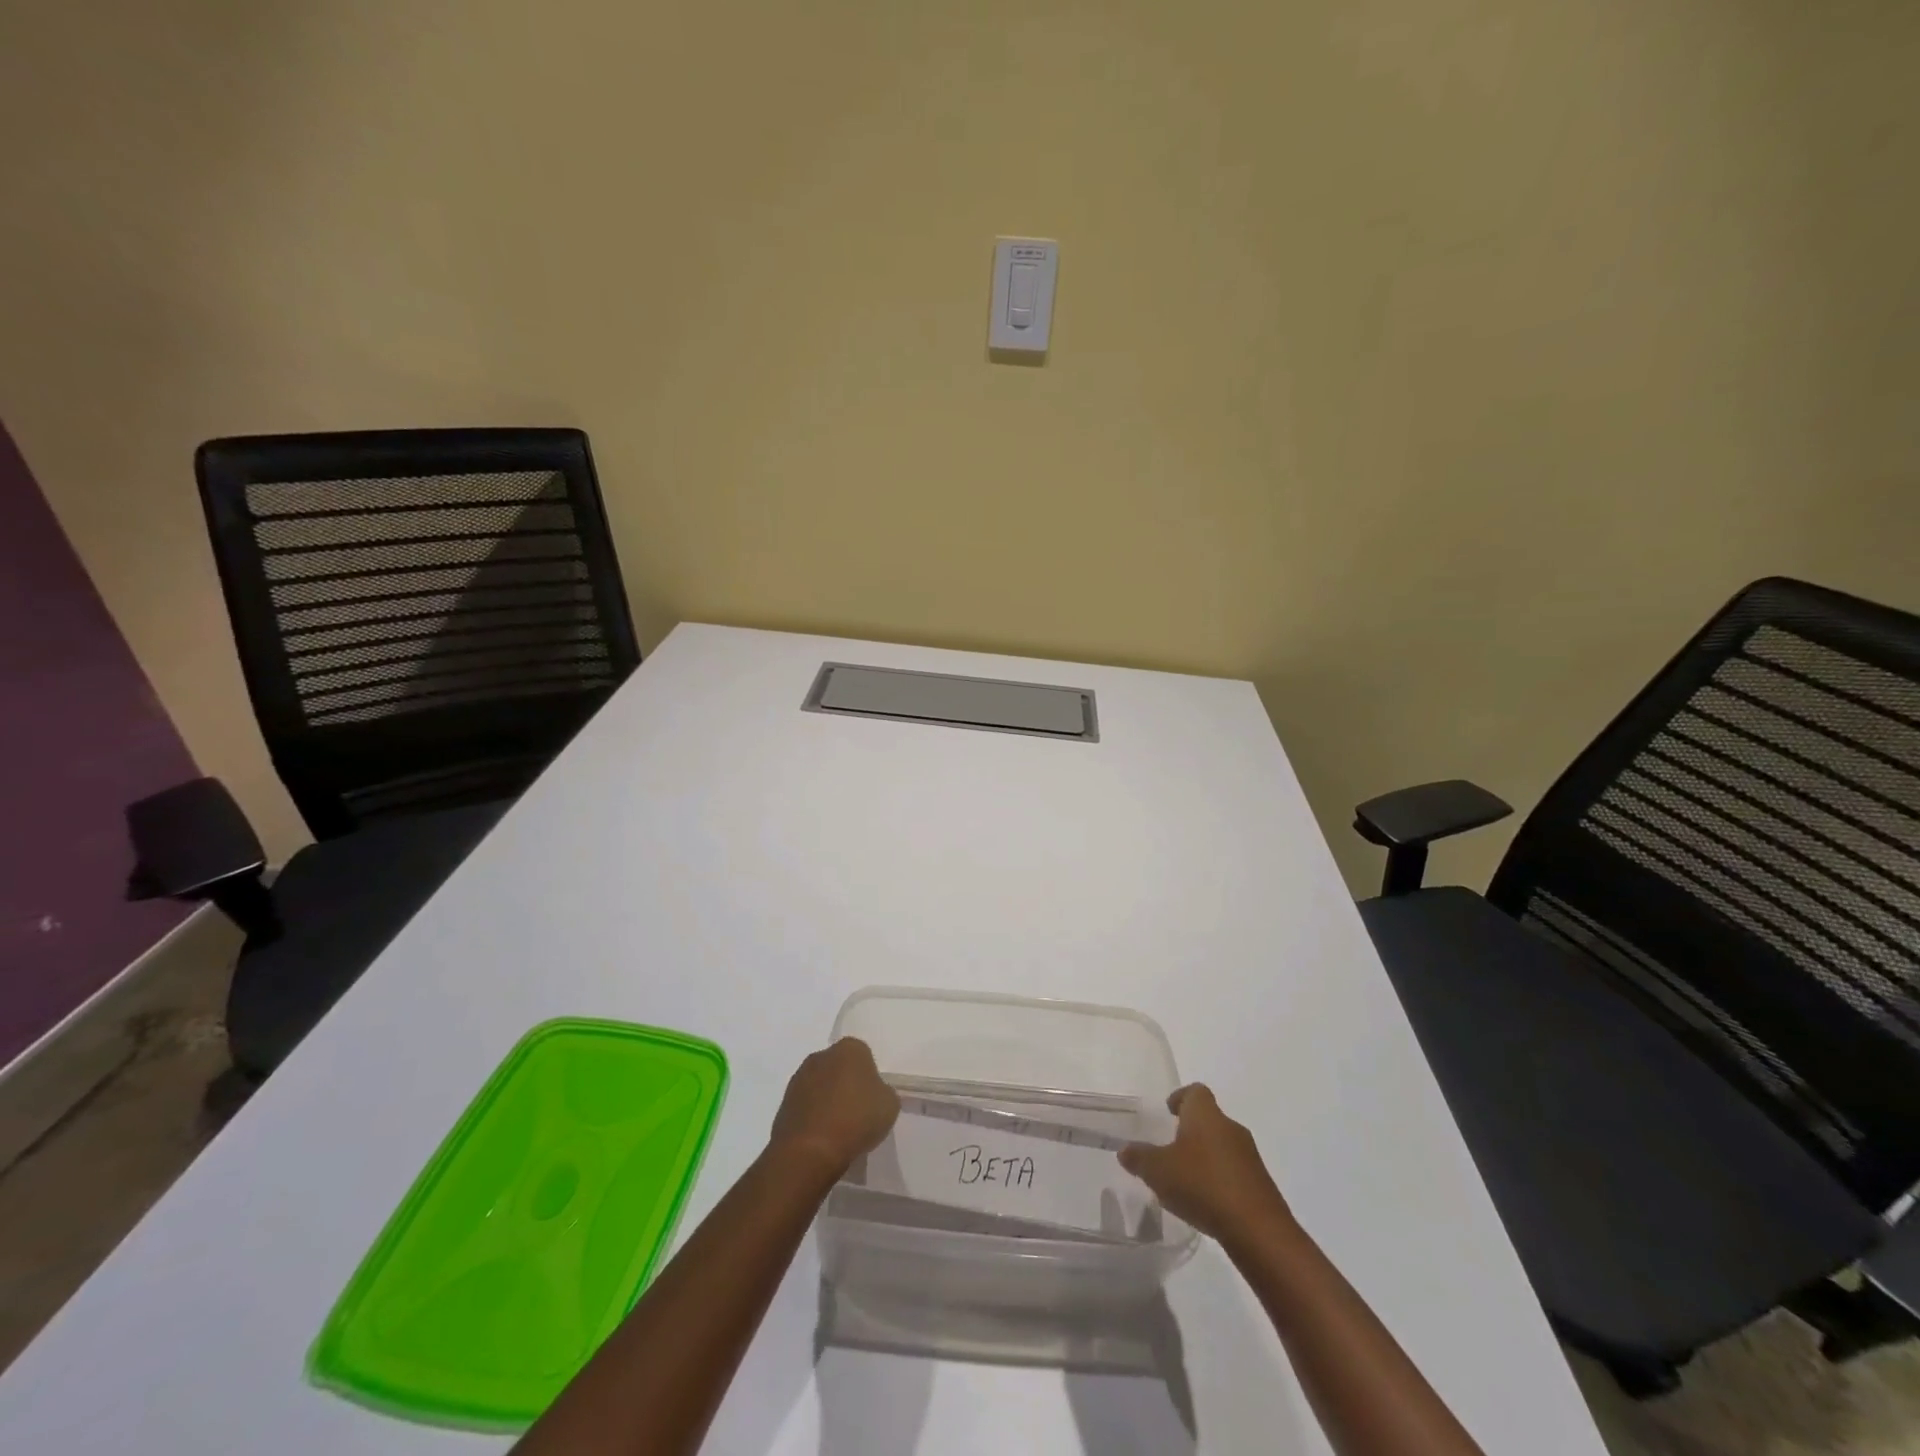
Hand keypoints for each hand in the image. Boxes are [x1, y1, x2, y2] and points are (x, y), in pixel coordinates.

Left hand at [768, 1037, 899, 1179]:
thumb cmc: (856, 1119)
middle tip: (857, 1112)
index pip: (864, 1055)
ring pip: (820, 1086)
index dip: (870, 1077)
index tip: (873, 1099)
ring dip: (827, 1100)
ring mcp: (799, 1078)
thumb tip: (873, 1094)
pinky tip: (822, 1138)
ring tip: (839, 1129)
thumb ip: (884, 1092)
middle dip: (846, 1084)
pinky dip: (813, 1117)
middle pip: (839, 1067)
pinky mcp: (784, 1103)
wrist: (809, 1152)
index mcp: (850, 1048)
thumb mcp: (889, 1105)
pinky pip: (806, 1106)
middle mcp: (821, 1055)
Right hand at [1118, 1084, 1291, 1243]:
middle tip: (1171, 1146)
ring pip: (1222, 1145)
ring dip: (1205, 1156)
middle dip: (1191, 1130)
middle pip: (1209, 1118)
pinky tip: (1205, 1200)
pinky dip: (1219, 1178)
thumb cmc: (1203, 1185)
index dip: (1181, 1097)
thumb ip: (1139, 1158)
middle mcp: (1230, 1127)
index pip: (1195, 1091)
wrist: (1258, 1230)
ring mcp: (1249, 1156)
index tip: (1169, 1109)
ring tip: (1185, 1177)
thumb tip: (1125, 1150)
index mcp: (1206, 1115)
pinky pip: (1234, 1171)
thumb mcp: (1158, 1171)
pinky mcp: (1260, 1184)